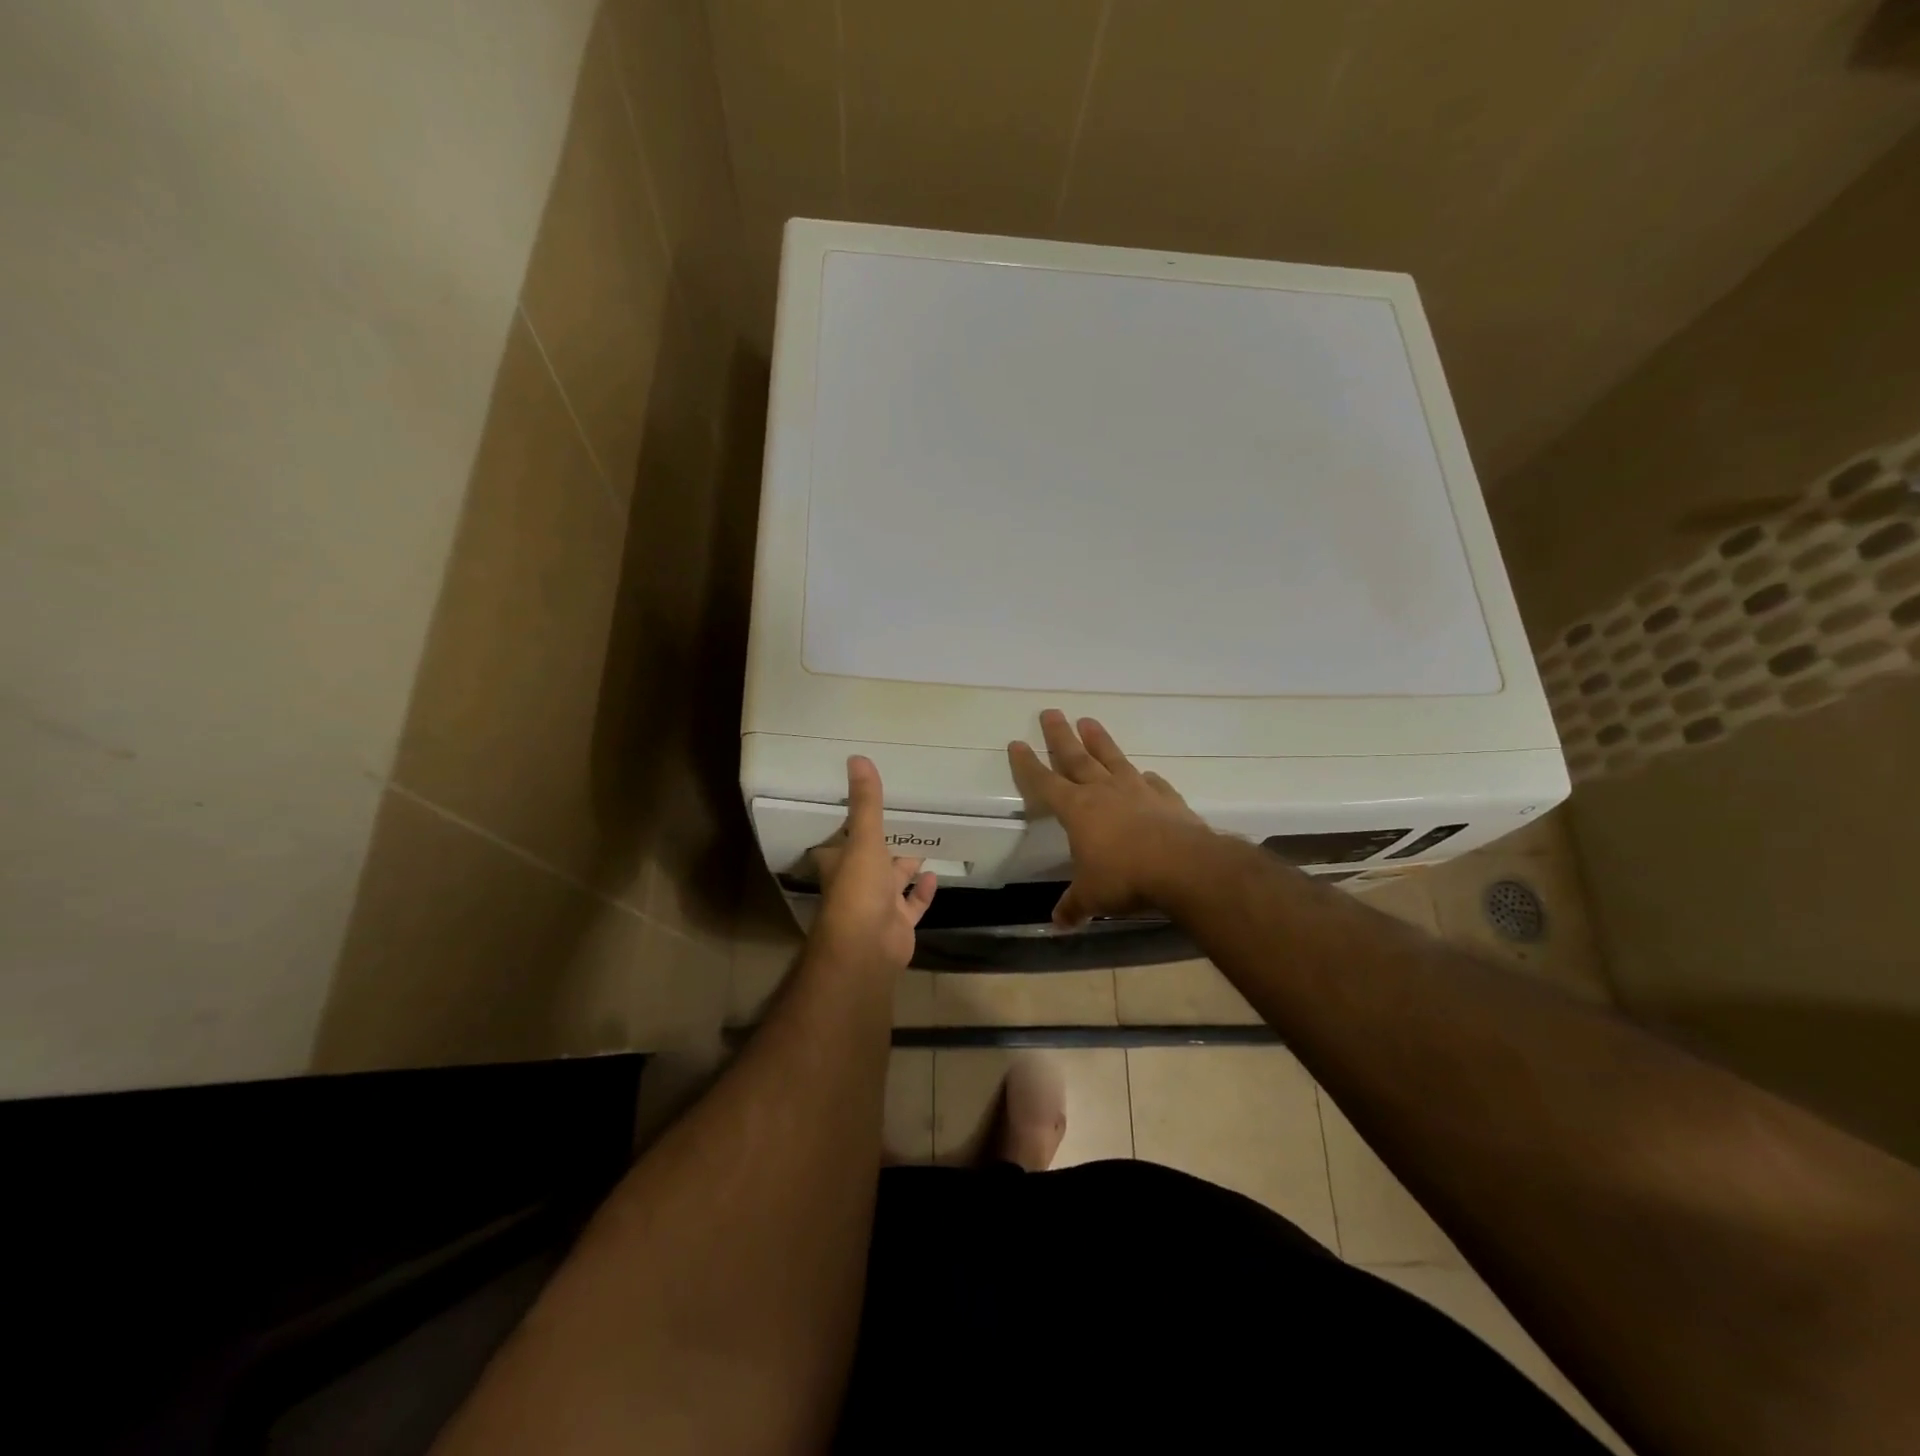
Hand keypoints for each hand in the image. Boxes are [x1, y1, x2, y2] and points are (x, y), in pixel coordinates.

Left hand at [809, 756, 937, 974]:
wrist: (866, 949)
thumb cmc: (858, 890)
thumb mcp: (864, 839)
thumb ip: (866, 803)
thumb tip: (857, 757)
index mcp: (841, 862)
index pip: (841, 840)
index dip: (849, 826)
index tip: (861, 808)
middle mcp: (856, 883)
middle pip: (870, 860)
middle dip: (884, 845)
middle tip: (902, 822)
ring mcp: (877, 906)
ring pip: (892, 882)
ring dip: (905, 868)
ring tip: (924, 845)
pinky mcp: (898, 925)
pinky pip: (912, 905)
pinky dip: (922, 892)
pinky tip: (933, 876)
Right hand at [1008, 710, 1213, 927]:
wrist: (1183, 867)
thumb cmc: (1125, 878)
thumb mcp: (1092, 896)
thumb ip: (1074, 906)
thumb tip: (1057, 923)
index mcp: (1077, 810)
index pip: (1044, 783)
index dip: (1028, 765)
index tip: (1016, 743)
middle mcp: (1104, 791)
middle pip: (1076, 757)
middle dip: (1060, 736)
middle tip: (1050, 712)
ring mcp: (1137, 791)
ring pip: (1112, 758)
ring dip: (1099, 740)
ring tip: (1088, 721)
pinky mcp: (1166, 798)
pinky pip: (1152, 782)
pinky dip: (1145, 777)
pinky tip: (1145, 774)